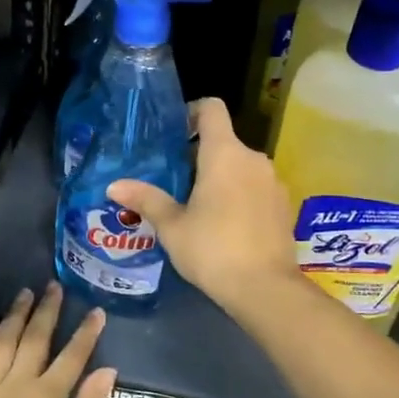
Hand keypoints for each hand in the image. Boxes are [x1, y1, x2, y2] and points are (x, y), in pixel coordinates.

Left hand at [0, 283, 116, 397]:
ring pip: (3, 341)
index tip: (97, 312)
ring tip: (24, 294)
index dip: (87, 333)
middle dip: (47, 311)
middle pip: (34, 338)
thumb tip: (107, 370)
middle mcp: (18, 384)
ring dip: (14, 316)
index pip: (73, 356)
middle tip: (53, 287)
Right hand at [109, 98, 299, 315]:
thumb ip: (146, 200)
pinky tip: (224, 225)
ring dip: (220, 177)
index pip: (212, 109)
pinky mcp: (283, 205)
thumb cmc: (213, 249)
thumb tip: (114, 185)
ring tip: (196, 207)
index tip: (175, 134)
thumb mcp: (172, 226)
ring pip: (241, 167)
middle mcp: (253, 159)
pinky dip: (239, 195)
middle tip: (173, 182)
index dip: (192, 112)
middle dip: (199, 156)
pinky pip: (256, 188)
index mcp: (224, 153)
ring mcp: (273, 182)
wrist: (265, 288)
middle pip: (224, 142)